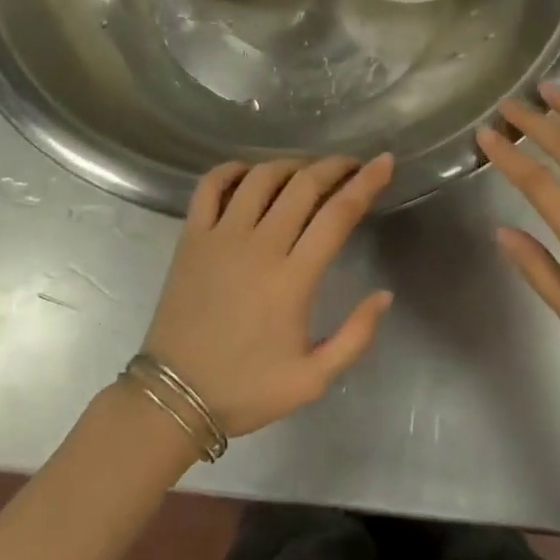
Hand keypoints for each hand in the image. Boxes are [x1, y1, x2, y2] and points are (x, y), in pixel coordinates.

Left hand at [141, 154, 395, 436]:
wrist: (174, 397)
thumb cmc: (246, 389)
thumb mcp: (313, 379)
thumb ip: (355, 336)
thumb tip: (384, 295)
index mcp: (293, 278)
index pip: (338, 214)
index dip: (366, 183)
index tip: (384, 162)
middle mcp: (259, 246)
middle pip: (303, 185)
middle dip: (334, 166)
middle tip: (351, 164)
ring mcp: (221, 237)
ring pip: (260, 178)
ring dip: (290, 165)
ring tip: (306, 171)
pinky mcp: (191, 237)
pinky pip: (209, 186)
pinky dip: (231, 170)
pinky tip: (248, 173)